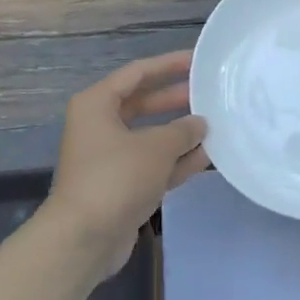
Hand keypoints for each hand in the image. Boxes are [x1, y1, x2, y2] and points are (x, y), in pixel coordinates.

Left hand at [50, 51, 209, 278]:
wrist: (84, 239)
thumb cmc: (116, 178)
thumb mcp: (156, 148)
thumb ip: (183, 131)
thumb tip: (199, 123)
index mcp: (97, 105)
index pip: (137, 73)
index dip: (168, 65)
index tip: (198, 61)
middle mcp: (99, 126)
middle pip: (143, 103)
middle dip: (176, 99)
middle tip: (209, 93)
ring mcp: (109, 157)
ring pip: (150, 136)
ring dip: (179, 132)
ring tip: (215, 124)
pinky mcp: (120, 185)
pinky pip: (152, 164)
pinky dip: (175, 160)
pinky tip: (206, 156)